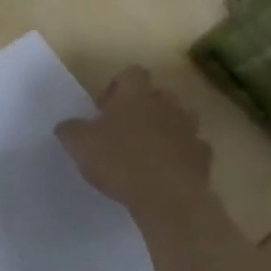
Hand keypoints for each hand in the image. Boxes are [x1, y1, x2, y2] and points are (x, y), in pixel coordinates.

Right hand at [56, 68, 214, 215]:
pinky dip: (181, 157)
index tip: (106, 107)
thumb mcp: (78, 144)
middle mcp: (166, 106)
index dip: (119, 86)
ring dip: (167, 129)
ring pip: (181, 120)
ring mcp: (189, 131)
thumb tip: (67, 126)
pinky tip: (166, 173)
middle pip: (160, 95)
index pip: (132, 73)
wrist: (167, 197)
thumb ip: (70, 130)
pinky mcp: (203, 159)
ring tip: (148, 151)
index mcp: (135, 96)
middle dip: (146, 107)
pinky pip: (192, 150)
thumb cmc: (119, 160)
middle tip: (127, 128)